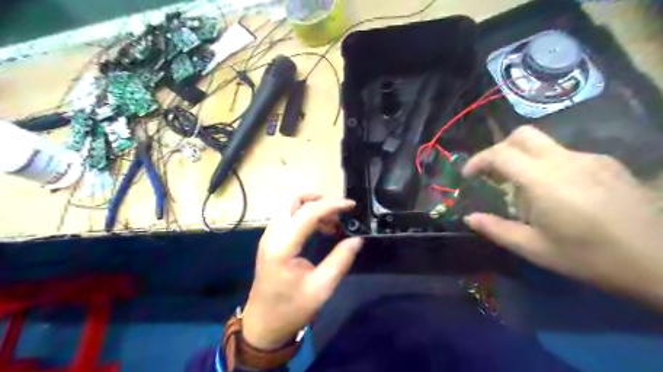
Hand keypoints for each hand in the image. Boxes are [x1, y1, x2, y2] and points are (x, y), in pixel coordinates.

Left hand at [243, 195, 359, 351]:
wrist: (263, 325)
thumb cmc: (292, 309)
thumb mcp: (322, 288)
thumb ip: (341, 260)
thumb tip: (357, 239)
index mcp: (283, 246)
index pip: (308, 212)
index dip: (332, 205)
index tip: (351, 206)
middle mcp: (272, 235)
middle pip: (292, 199)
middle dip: (318, 199)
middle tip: (338, 211)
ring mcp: (268, 236)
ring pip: (289, 206)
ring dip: (312, 207)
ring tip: (333, 222)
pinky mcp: (270, 240)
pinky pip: (287, 216)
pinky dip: (305, 215)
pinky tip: (320, 228)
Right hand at [463, 126, 662, 306]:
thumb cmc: (590, 257)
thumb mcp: (535, 249)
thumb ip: (497, 229)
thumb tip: (469, 218)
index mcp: (543, 180)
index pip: (500, 154)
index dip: (477, 161)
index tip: (468, 176)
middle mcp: (565, 160)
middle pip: (522, 135)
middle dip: (500, 149)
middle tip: (494, 173)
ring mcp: (590, 159)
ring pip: (544, 145)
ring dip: (524, 160)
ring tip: (527, 192)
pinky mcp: (608, 164)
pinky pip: (566, 156)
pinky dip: (549, 167)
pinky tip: (559, 194)